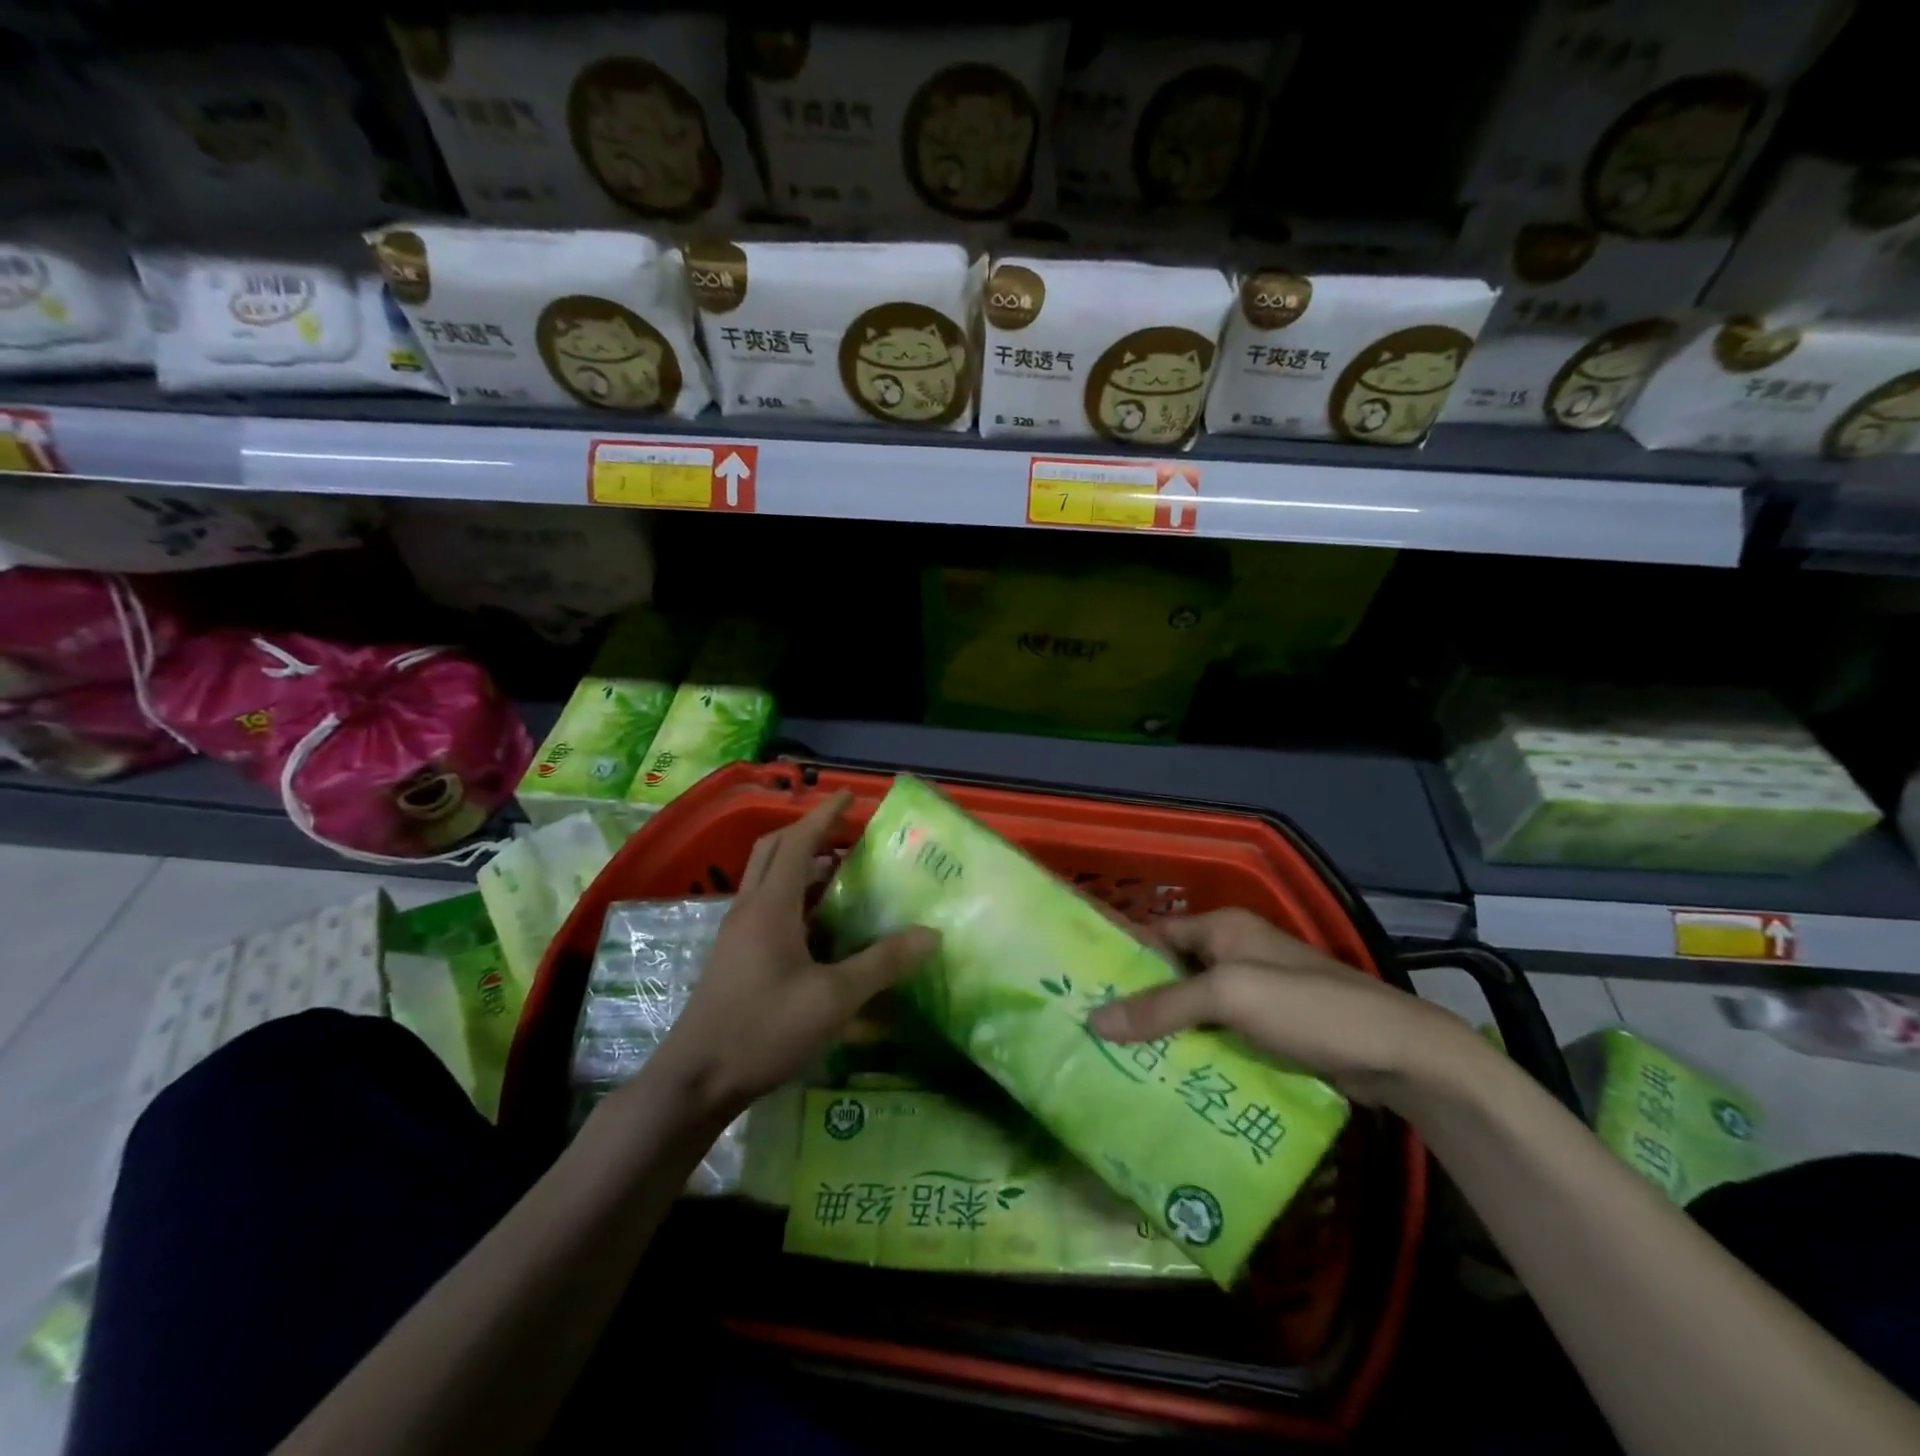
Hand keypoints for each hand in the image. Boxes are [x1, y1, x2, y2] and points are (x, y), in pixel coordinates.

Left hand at [646, 791, 937, 1116]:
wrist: (695, 1080)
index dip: (824, 815)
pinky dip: (795, 898)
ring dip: (803, 866)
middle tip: (848, 836)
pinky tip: (822, 928)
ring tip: (844, 876)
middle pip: (775, 850)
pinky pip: (767, 908)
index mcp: (771, 906)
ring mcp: (738, 933)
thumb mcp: (833, 999)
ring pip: (769, 880)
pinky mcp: (736, 957)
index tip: (849, 796)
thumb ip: (882, 963)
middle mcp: (750, 909)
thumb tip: (930, 935)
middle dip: (810, 833)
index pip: (798, 841)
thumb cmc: (763, 1029)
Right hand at [1087, 908, 1473, 1105]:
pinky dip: (1195, 1051)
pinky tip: (1168, 1079)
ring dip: (1165, 1031)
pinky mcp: (1271, 1029)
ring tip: (1117, 1061)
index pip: (1155, 934)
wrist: (1398, 1053)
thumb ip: (1163, 1006)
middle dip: (1138, 1001)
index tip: (1081, 987)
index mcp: (1223, 927)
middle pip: (1172, 973)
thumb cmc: (1308, 1007)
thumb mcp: (1230, 997)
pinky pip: (1218, 1034)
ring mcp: (1255, 992)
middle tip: (1092, 1033)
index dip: (1121, 957)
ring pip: (1194, 1008)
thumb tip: (1095, 1020)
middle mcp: (1234, 952)